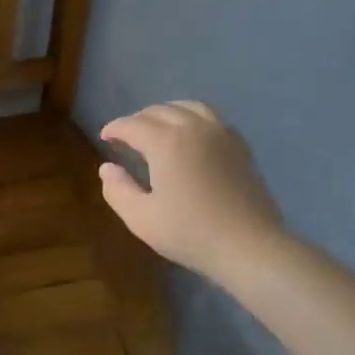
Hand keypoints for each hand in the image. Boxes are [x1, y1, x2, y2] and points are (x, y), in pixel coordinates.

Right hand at [98, 101, 284, 280]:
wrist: (250, 246)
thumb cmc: (191, 233)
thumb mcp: (141, 218)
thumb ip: (118, 190)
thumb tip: (107, 167)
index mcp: (166, 142)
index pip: (133, 125)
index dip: (115, 128)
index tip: (105, 137)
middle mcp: (193, 128)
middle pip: (159, 111)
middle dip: (138, 119)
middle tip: (126, 136)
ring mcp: (221, 134)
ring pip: (188, 107)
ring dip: (166, 112)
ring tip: (157, 128)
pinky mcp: (240, 146)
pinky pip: (211, 118)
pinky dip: (192, 117)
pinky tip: (190, 136)